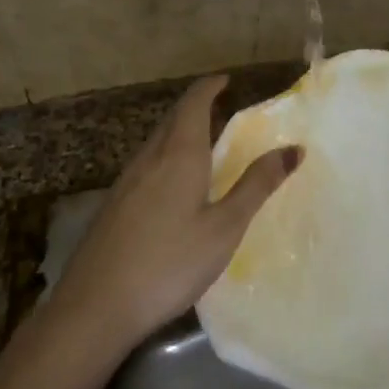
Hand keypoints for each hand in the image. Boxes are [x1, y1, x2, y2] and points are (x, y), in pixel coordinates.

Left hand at [48, 75, 300, 350]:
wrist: (94, 308)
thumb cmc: (169, 263)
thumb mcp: (224, 228)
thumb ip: (257, 186)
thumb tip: (294, 149)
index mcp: (179, 155)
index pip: (193, 103)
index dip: (210, 87)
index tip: (226, 80)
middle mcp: (149, 158)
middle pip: (172, 118)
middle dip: (195, 107)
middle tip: (220, 109)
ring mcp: (126, 182)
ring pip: (156, 142)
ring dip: (179, 131)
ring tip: (202, 143)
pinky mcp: (113, 206)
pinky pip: (146, 164)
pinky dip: (166, 156)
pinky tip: (172, 185)